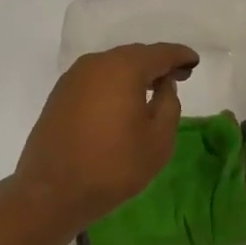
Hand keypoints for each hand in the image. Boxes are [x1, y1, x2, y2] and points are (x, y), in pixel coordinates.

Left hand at [15, 43, 197, 231]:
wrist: (52, 191)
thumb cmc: (113, 165)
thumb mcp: (158, 140)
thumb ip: (169, 104)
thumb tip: (164, 85)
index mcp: (123, 68)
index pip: (160, 53)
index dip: (180, 56)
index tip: (194, 61)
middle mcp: (96, 63)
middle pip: (134, 56)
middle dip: (157, 64)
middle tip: (178, 76)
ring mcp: (73, 77)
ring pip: (112, 66)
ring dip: (134, 74)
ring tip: (152, 89)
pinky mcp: (60, 94)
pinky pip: (96, 80)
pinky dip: (114, 84)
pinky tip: (122, 101)